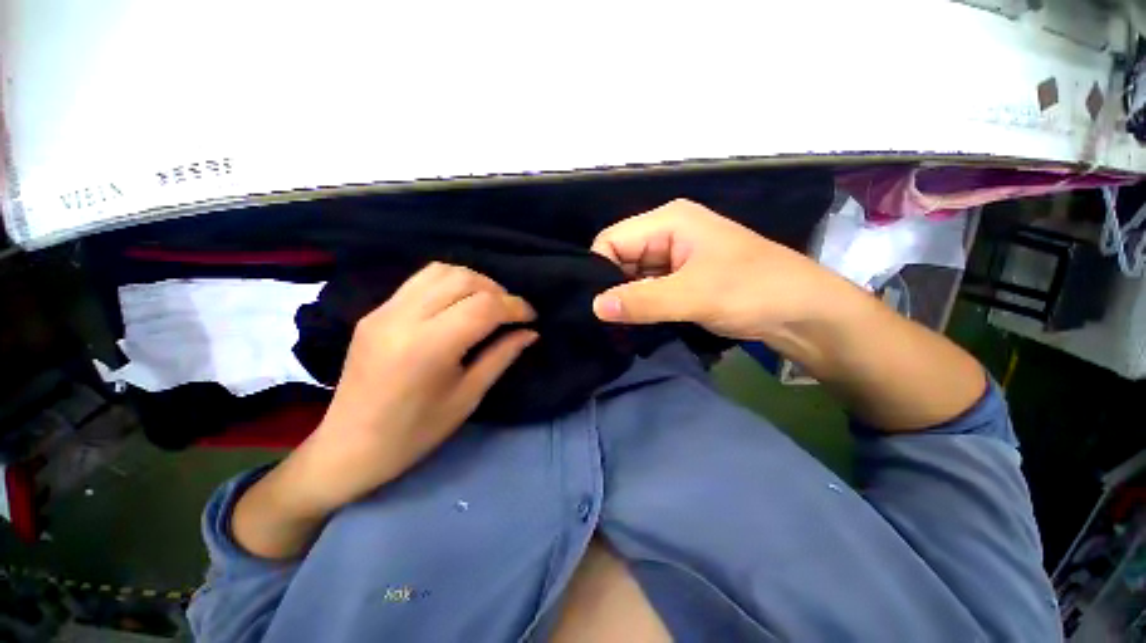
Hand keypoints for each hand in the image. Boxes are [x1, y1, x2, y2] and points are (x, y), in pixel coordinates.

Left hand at [289, 263, 537, 512]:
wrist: (348, 447)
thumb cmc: (415, 432)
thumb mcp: (468, 397)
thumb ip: (501, 356)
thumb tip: (530, 333)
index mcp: (428, 347)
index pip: (484, 306)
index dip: (515, 307)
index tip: (531, 317)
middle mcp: (403, 318)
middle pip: (463, 279)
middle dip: (497, 290)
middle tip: (511, 312)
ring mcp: (384, 310)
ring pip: (441, 270)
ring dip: (474, 281)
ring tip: (488, 303)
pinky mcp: (376, 311)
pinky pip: (421, 280)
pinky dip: (450, 283)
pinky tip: (459, 304)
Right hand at [590, 198, 855, 342]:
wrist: (803, 313)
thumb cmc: (753, 290)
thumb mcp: (694, 295)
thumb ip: (641, 300)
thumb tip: (595, 307)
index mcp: (668, 221)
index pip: (612, 240)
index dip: (599, 269)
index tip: (595, 304)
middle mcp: (666, 233)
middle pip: (620, 257)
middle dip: (611, 287)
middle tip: (603, 320)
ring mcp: (673, 257)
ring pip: (632, 276)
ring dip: (625, 299)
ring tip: (616, 325)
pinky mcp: (680, 279)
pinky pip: (647, 289)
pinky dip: (639, 305)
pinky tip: (633, 322)